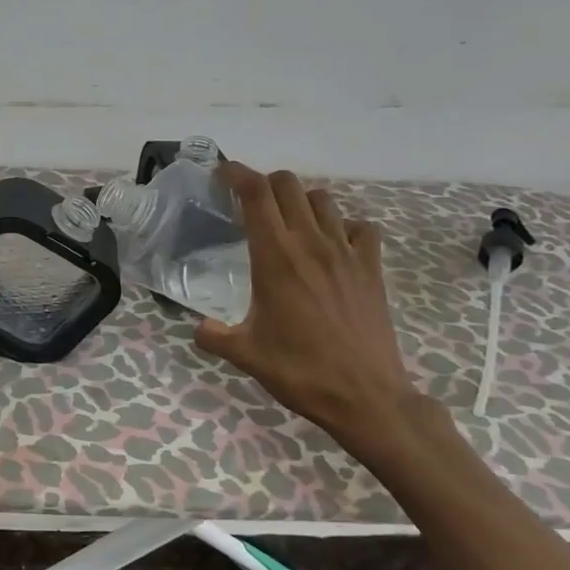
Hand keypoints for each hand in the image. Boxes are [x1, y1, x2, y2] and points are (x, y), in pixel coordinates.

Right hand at [194, 163, 418, 446]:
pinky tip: (332, 246)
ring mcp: (346, 253)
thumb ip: (213, 335)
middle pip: (287, 184)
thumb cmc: (299, 372)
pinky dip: (342, 226)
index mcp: (275, 258)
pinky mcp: (371, 268)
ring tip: (287, 222)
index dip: (235, 173)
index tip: (220, 173)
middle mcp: (311, 244)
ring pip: (323, 199)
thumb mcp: (245, 354)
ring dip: (300, 201)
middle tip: (248, 202)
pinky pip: (359, 228)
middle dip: (263, 183)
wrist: (366, 397)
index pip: (255, 194)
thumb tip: (197, 327)